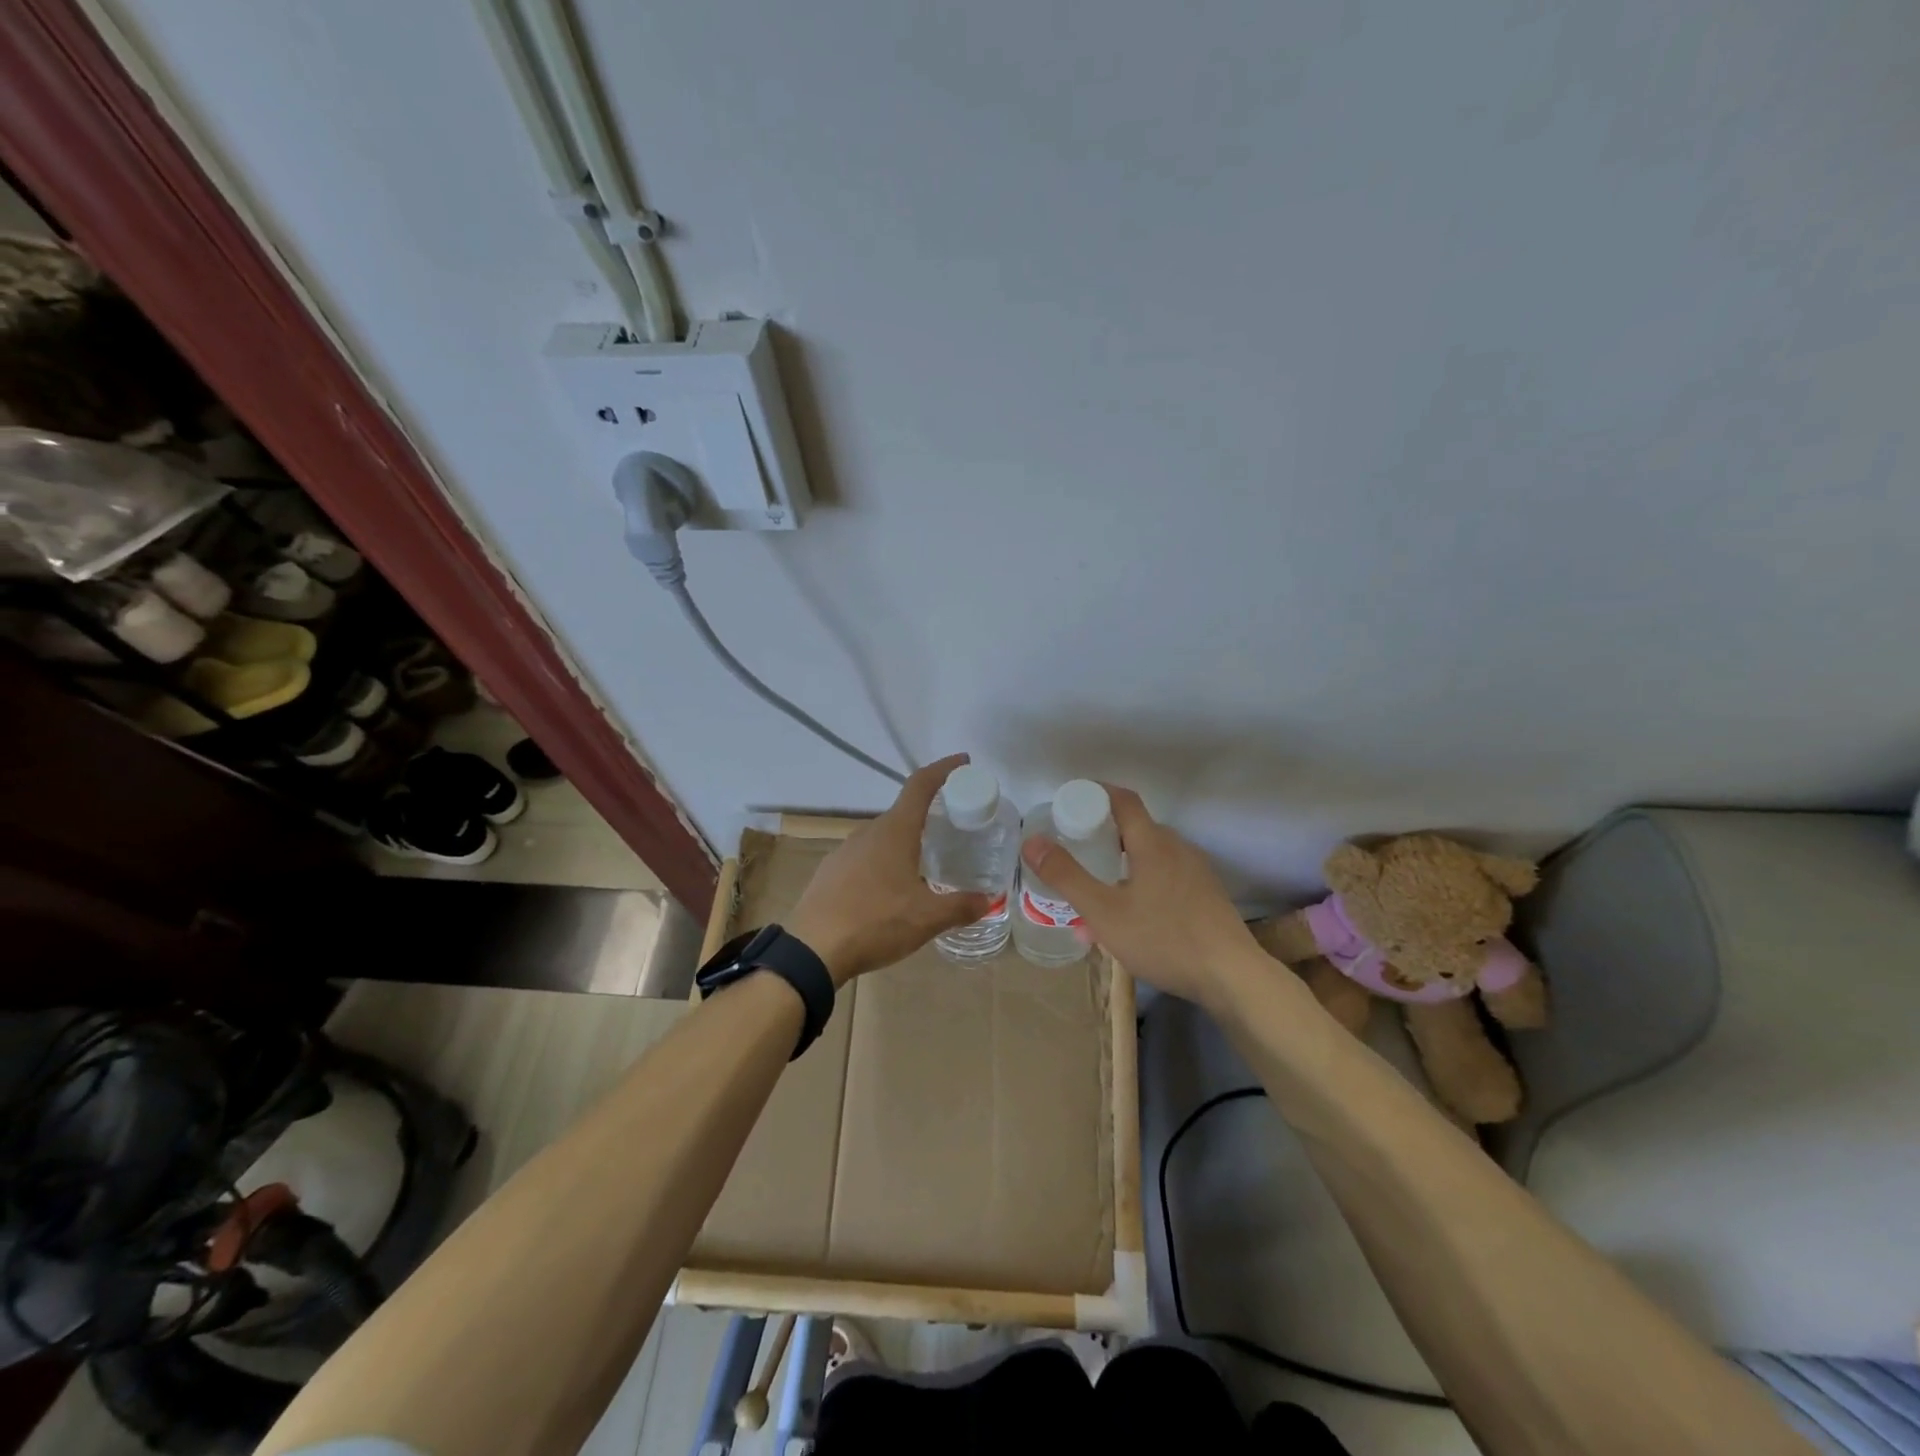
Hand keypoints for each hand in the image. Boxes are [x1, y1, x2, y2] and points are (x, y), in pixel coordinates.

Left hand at [788, 754, 992, 986]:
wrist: (811, 950)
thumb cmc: (875, 922)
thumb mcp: (927, 918)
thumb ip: (960, 906)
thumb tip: (988, 900)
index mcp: (894, 831)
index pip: (920, 785)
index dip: (943, 769)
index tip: (963, 762)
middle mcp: (868, 832)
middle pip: (903, 813)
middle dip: (929, 816)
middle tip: (953, 831)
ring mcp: (845, 851)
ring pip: (883, 837)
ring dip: (905, 843)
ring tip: (925, 866)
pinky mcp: (830, 872)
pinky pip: (865, 858)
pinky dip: (884, 863)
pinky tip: (890, 892)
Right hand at [1021, 784, 1261, 1007]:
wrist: (1233, 977)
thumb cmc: (1163, 939)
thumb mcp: (1104, 911)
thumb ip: (1066, 876)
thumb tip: (1032, 841)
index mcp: (1152, 842)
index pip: (1123, 799)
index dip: (1095, 794)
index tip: (1069, 804)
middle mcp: (1177, 847)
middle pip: (1135, 828)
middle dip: (1102, 836)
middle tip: (1075, 853)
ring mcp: (1196, 872)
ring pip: (1150, 856)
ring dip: (1121, 864)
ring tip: (1098, 892)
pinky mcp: (1206, 896)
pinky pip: (1165, 876)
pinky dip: (1141, 883)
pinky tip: (1131, 918)